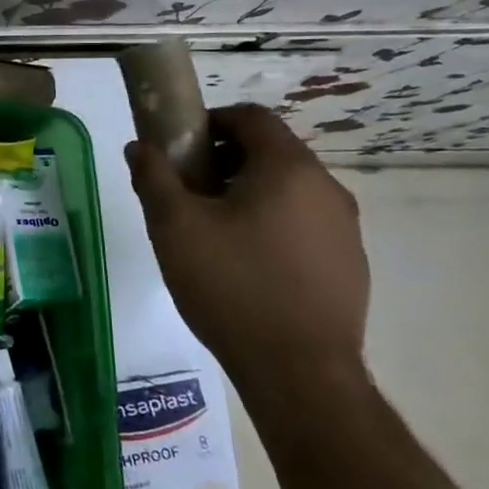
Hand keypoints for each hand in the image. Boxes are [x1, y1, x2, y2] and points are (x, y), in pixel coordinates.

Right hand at [127, 104, 369, 403]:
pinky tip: (246, 264)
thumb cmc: (230, 286)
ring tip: (212, 230)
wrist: (298, 371)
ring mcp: (345, 228)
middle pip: (271, 152)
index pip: (252, 117)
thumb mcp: (174, 227)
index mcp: (288, 169)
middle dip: (224, 160)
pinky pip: (305, 224)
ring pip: (289, 189)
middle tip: (187, 191)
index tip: (179, 146)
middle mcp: (327, 188)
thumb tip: (139, 147)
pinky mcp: (349, 263)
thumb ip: (153, 178)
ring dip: (248, 192)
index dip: (211, 121)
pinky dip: (272, 224)